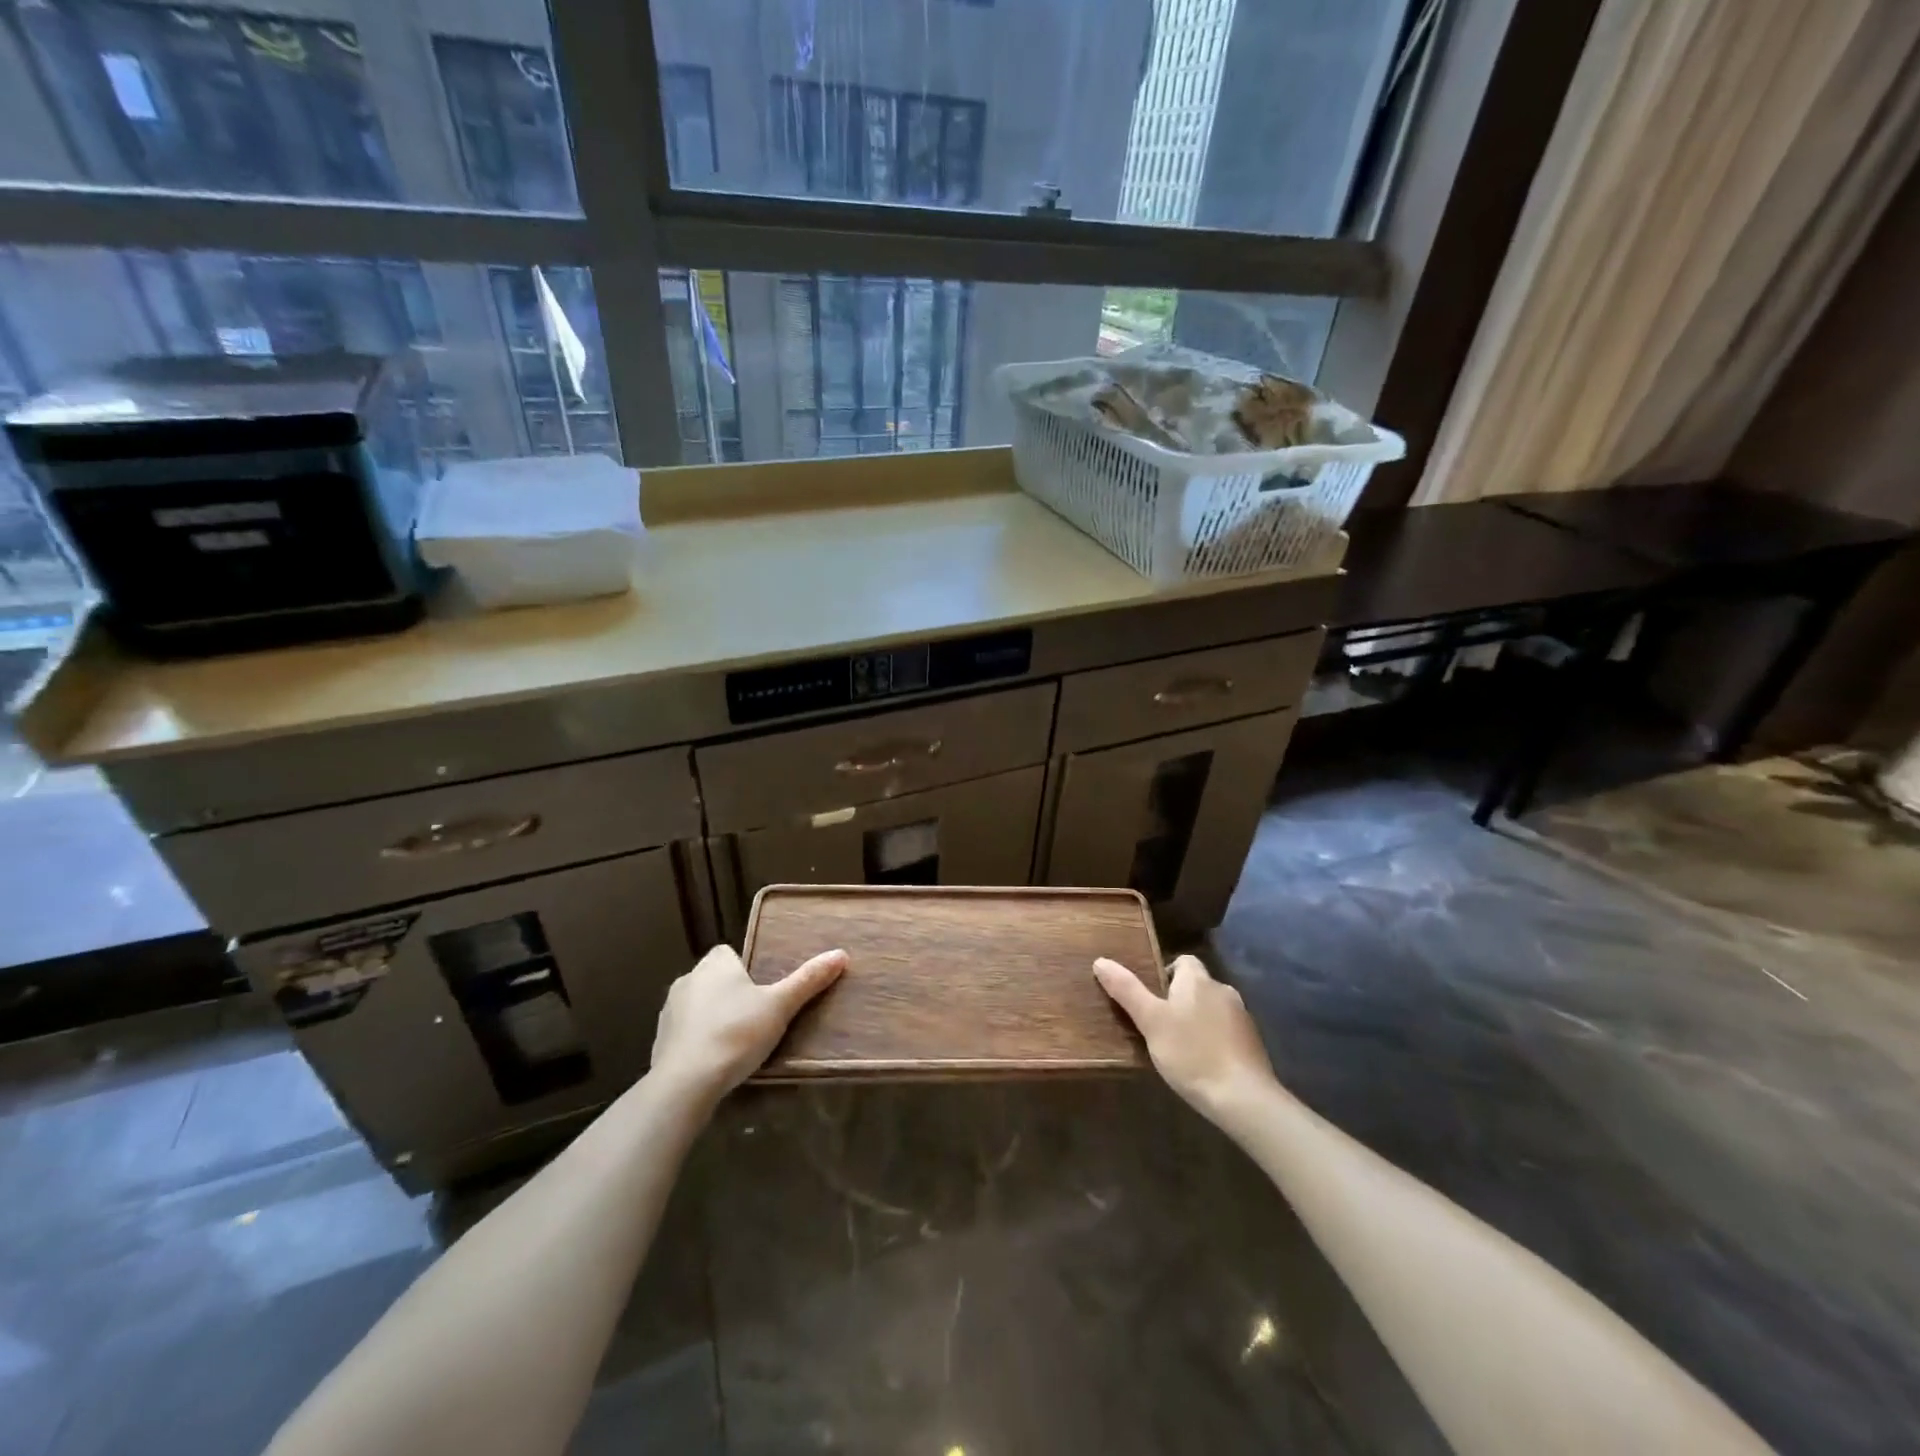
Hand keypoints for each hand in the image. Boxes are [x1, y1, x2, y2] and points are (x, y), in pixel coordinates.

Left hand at [651, 944, 846, 1103]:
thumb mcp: (780, 1006)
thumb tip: (840, 953)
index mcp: (714, 965)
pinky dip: (697, 1041)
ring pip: (697, 1006)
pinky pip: (685, 1033)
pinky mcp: (659, 1041)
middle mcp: (687, 980)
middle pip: (713, 979)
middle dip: (730, 993)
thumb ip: (808, 980)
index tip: (760, 989)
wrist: (686, 1083)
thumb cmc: (736, 1033)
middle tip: (756, 1016)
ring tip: (737, 1041)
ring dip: (712, 1017)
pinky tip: (714, 1061)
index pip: (727, 953)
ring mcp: (669, 1012)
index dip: (744, 967)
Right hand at [1094, 953, 1279, 1126]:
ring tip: (1179, 1046)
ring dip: (1198, 1020)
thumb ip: (1126, 990)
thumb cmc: (1191, 1053)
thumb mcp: (1150, 1022)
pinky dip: (1214, 1039)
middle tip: (1158, 1025)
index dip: (1165, 973)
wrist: (1243, 1097)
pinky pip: (1226, 1031)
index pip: (1183, 961)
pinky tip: (1203, 1062)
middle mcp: (1223, 990)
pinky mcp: (1253, 1043)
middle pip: (1197, 985)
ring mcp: (1242, 1017)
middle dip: (1180, 1000)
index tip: (1151, 998)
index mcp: (1197, 979)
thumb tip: (1100, 961)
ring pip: (1212, 1009)